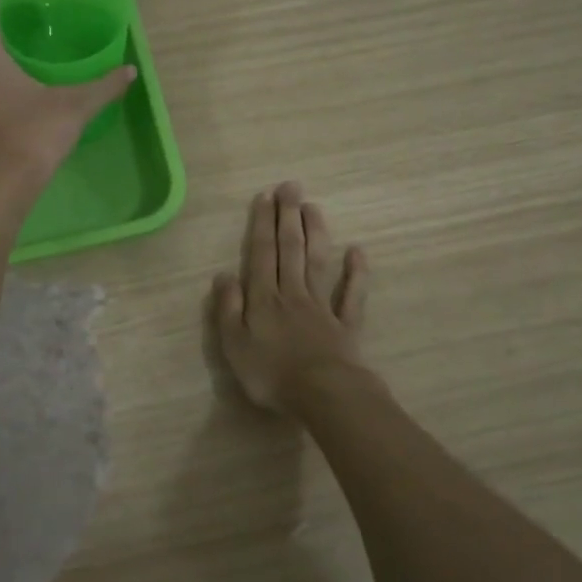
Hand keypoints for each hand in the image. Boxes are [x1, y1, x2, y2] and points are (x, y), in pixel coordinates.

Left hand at [0, 0, 136, 186]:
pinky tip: (22, 95)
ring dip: (3, 63)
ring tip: (34, 63)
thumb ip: (104, 85)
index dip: (9, 4)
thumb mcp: (76, 106)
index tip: (33, 7)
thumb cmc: (35, 133)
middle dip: (11, 35)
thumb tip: (130, 70)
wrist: (5, 184)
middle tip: (42, 34)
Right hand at [211, 183, 370, 412]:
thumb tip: (223, 274)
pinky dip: (356, 272)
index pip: (261, 253)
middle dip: (289, 216)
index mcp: (264, 298)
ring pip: (318, 262)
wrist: (323, 395)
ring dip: (316, 232)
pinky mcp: (346, 324)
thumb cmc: (271, 374)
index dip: (262, 224)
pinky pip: (351, 294)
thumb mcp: (234, 345)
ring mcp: (322, 307)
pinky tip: (358, 251)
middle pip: (291, 249)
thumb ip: (228, 308)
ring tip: (313, 207)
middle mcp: (292, 293)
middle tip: (291, 187)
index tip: (266, 196)